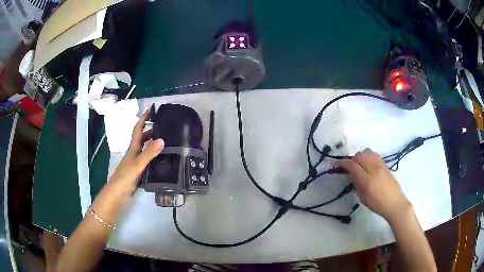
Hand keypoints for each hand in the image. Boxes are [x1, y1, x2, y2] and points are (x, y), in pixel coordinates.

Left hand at [92, 109, 163, 221]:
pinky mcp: (138, 171)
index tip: (151, 110)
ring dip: (152, 143)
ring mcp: (136, 162)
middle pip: (142, 138)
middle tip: (163, 127)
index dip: (143, 119)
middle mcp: (134, 153)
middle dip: (150, 130)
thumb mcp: (137, 164)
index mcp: (133, 148)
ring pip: (145, 149)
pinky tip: (161, 160)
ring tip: (166, 141)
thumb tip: (162, 139)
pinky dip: (154, 156)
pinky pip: (147, 160)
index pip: (138, 129)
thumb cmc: (125, 177)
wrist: (117, 193)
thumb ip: (149, 153)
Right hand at [338, 148, 410, 222]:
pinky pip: (374, 155)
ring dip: (361, 156)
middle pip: (360, 155)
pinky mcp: (385, 164)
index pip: (353, 165)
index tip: (338, 165)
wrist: (394, 203)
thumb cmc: (377, 204)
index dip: (344, 163)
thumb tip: (352, 174)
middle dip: (353, 159)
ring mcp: (381, 165)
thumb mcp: (363, 198)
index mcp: (367, 180)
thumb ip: (356, 184)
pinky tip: (368, 165)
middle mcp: (374, 169)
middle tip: (350, 167)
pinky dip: (368, 157)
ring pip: (367, 152)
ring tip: (360, 165)